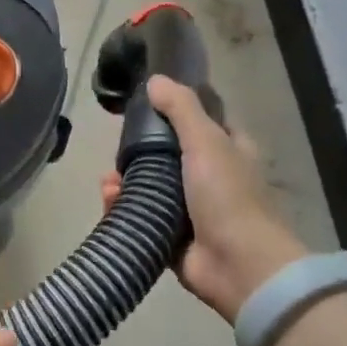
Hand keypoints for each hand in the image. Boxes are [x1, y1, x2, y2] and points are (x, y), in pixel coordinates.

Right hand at [101, 76, 308, 322]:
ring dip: (125, 183)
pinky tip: (110, 201)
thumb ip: (181, 108)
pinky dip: (123, 209)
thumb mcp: (207, 141)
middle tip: (116, 151)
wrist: (238, 265)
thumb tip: (154, 80)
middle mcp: (211, 179)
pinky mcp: (171, 238)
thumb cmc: (227, 196)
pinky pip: (141, 217)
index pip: (200, 123)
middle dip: (138, 153)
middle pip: (167, 156)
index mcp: (229, 152)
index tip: (142, 109)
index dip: (174, 113)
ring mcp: (191, 211)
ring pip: (150, 188)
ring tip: (108, 182)